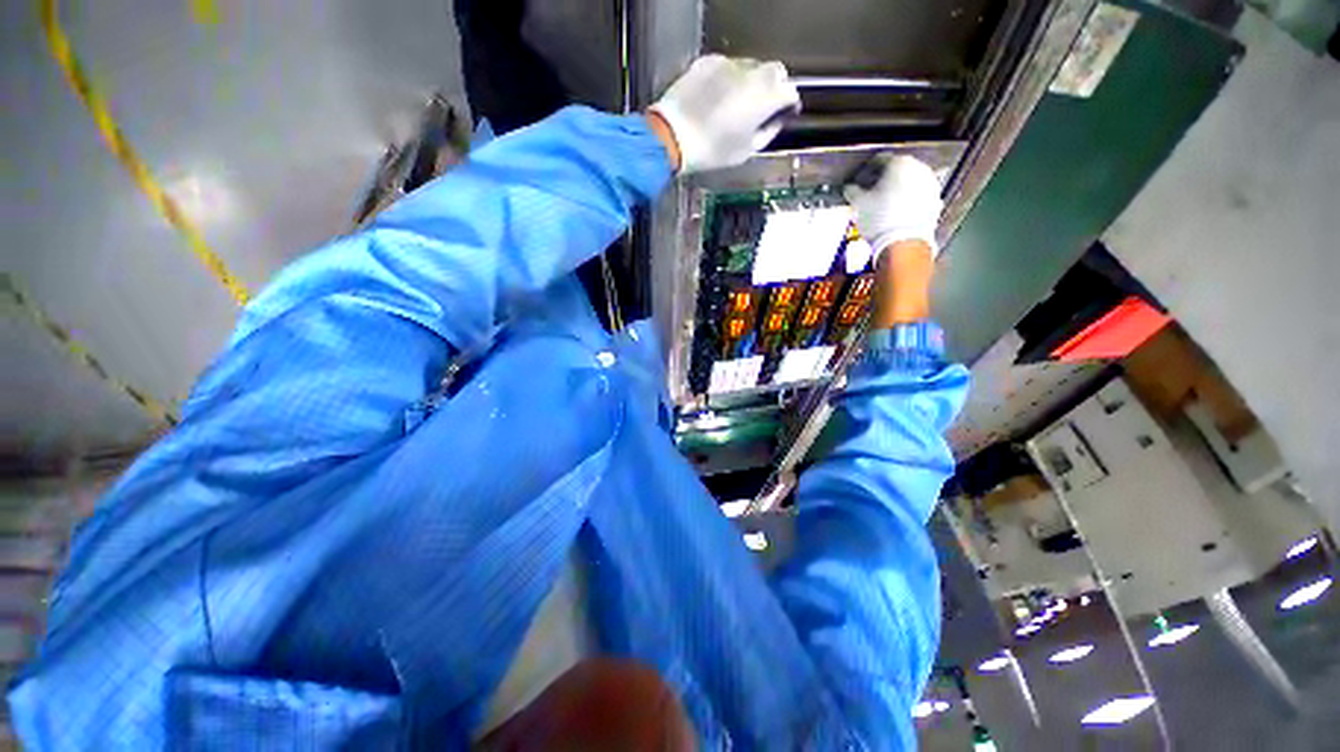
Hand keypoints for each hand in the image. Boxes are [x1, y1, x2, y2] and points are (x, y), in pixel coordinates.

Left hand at [648, 55, 799, 173]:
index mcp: (767, 96)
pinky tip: (717, 97)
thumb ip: (770, 131)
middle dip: (774, 87)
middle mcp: (753, 72)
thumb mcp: (747, 151)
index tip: (783, 114)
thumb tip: (779, 119)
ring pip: (751, 66)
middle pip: (775, 72)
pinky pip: (727, 67)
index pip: (791, 91)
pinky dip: (728, 79)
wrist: (673, 136)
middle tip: (762, 108)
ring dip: (751, 82)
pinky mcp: (708, 61)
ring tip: (736, 104)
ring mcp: (729, 63)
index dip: (789, 104)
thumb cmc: (713, 151)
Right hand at [843, 155, 943, 257]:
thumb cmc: (880, 219)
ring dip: (896, 190)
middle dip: (883, 180)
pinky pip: (917, 196)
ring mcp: (930, 184)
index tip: (859, 182)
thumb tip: (850, 188)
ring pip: (908, 182)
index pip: (879, 160)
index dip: (866, 171)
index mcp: (899, 162)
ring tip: (882, 204)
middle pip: (897, 170)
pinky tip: (895, 212)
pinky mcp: (935, 201)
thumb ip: (853, 191)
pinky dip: (907, 201)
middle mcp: (919, 168)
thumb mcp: (859, 204)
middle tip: (870, 193)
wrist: (904, 244)